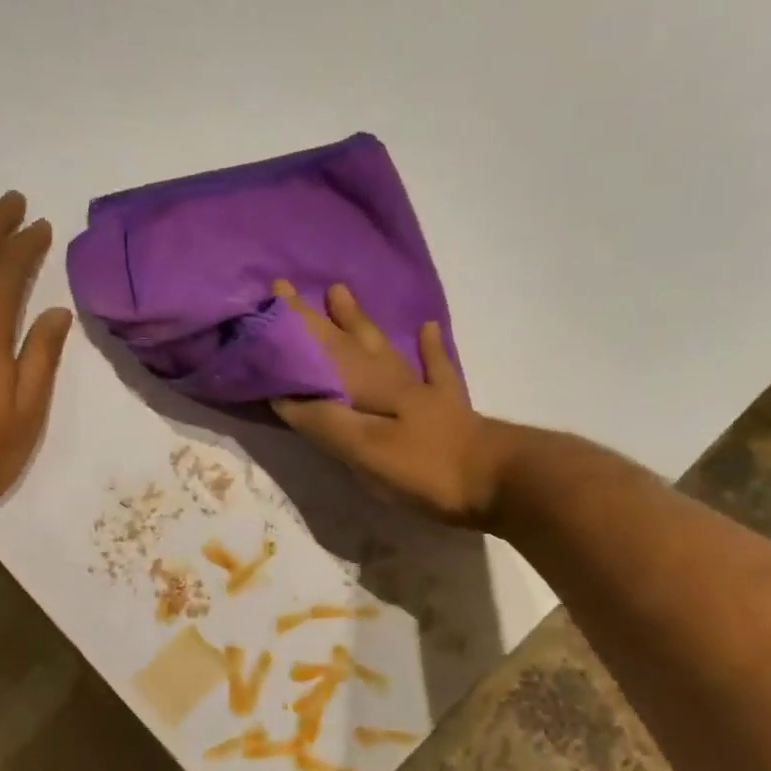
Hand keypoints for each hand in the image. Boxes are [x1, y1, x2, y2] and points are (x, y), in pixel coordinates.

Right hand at [271, 281, 513, 525]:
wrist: (499, 480)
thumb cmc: (426, 468)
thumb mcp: (364, 450)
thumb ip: (324, 422)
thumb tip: (283, 395)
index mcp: (368, 387)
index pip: (322, 350)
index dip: (295, 327)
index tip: (271, 297)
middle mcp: (392, 379)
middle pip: (348, 341)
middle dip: (316, 318)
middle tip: (291, 289)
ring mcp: (422, 390)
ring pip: (384, 347)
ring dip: (359, 321)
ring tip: (340, 291)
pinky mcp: (447, 407)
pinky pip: (435, 367)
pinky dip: (429, 348)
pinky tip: (428, 328)